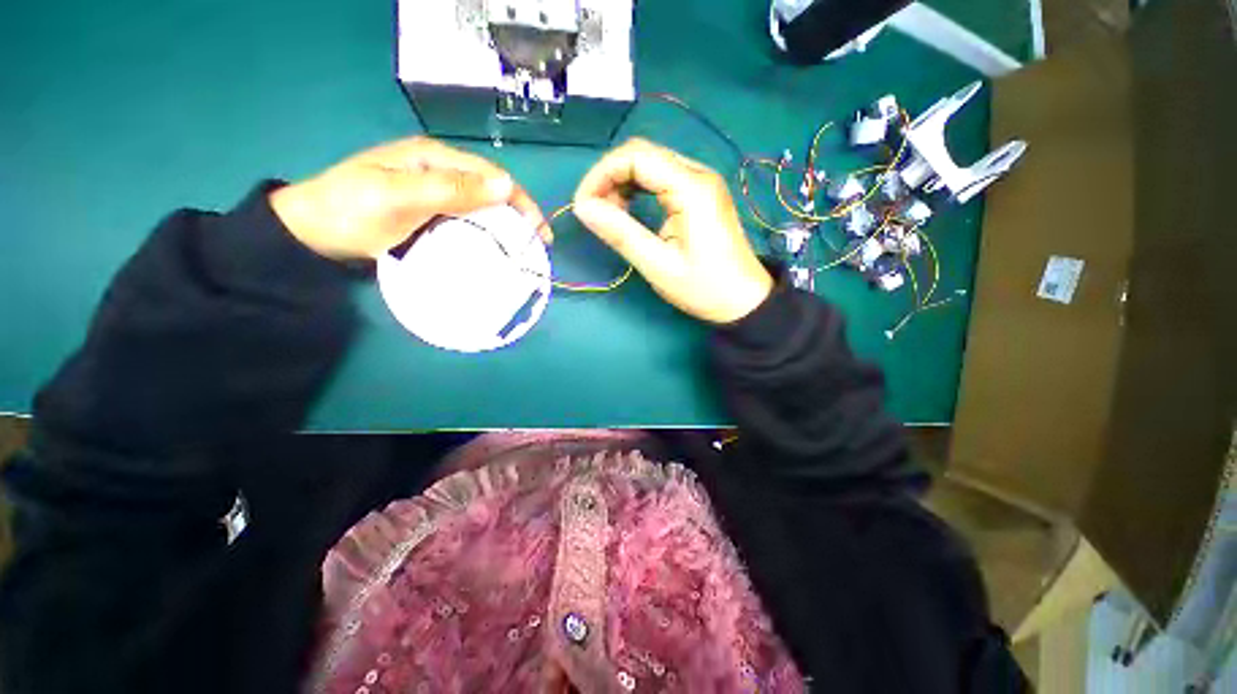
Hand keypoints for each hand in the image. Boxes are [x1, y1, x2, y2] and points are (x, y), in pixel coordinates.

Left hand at [269, 137, 545, 259]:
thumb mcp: (399, 197)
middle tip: (536, 245)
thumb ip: (451, 189)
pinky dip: (485, 232)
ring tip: (521, 249)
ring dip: (505, 226)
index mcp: (434, 158)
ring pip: (481, 205)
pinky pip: (467, 218)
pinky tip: (493, 247)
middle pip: (491, 189)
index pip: (491, 174)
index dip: (522, 202)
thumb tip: (505, 185)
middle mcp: (439, 170)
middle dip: (519, 215)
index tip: (540, 234)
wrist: (311, 232)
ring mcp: (434, 191)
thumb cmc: (351, 211)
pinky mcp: (429, 210)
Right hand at [573, 139, 772, 323]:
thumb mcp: (658, 265)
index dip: (601, 174)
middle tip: (595, 212)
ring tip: (610, 214)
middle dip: (609, 177)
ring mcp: (701, 182)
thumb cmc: (704, 288)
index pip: (635, 156)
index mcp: (691, 188)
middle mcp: (698, 174)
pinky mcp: (700, 194)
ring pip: (651, 164)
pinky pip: (662, 178)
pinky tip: (630, 210)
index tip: (583, 205)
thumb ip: (620, 234)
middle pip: (642, 154)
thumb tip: (583, 207)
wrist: (744, 301)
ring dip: (623, 183)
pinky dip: (638, 189)